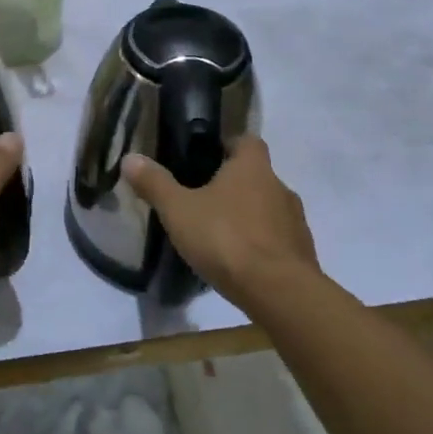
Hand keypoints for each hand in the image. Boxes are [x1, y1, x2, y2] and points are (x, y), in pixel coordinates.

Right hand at [122, 137, 318, 309]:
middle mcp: (280, 186)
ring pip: (269, 209)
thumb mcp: (179, 210)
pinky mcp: (302, 254)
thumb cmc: (226, 239)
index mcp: (252, 167)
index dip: (228, 145)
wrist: (280, 292)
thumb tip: (130, 158)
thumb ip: (155, 184)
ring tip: (220, 235)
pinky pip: (278, 240)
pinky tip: (240, 263)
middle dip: (234, 185)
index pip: (246, 141)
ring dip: (249, 217)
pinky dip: (261, 246)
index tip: (206, 158)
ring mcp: (296, 222)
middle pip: (257, 176)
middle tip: (203, 201)